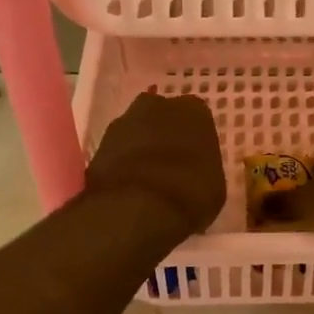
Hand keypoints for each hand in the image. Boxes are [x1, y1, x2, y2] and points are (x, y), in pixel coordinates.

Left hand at [84, 92, 225, 235]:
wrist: (136, 207)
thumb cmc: (189, 193)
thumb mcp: (214, 187)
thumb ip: (204, 168)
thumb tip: (196, 173)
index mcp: (194, 111)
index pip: (197, 117)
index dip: (195, 138)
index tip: (196, 157)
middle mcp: (157, 106)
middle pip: (163, 116)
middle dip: (166, 134)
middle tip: (172, 162)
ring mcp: (123, 122)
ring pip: (137, 131)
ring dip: (141, 147)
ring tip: (148, 177)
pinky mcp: (98, 144)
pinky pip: (117, 150)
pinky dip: (122, 163)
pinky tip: (129, 185)